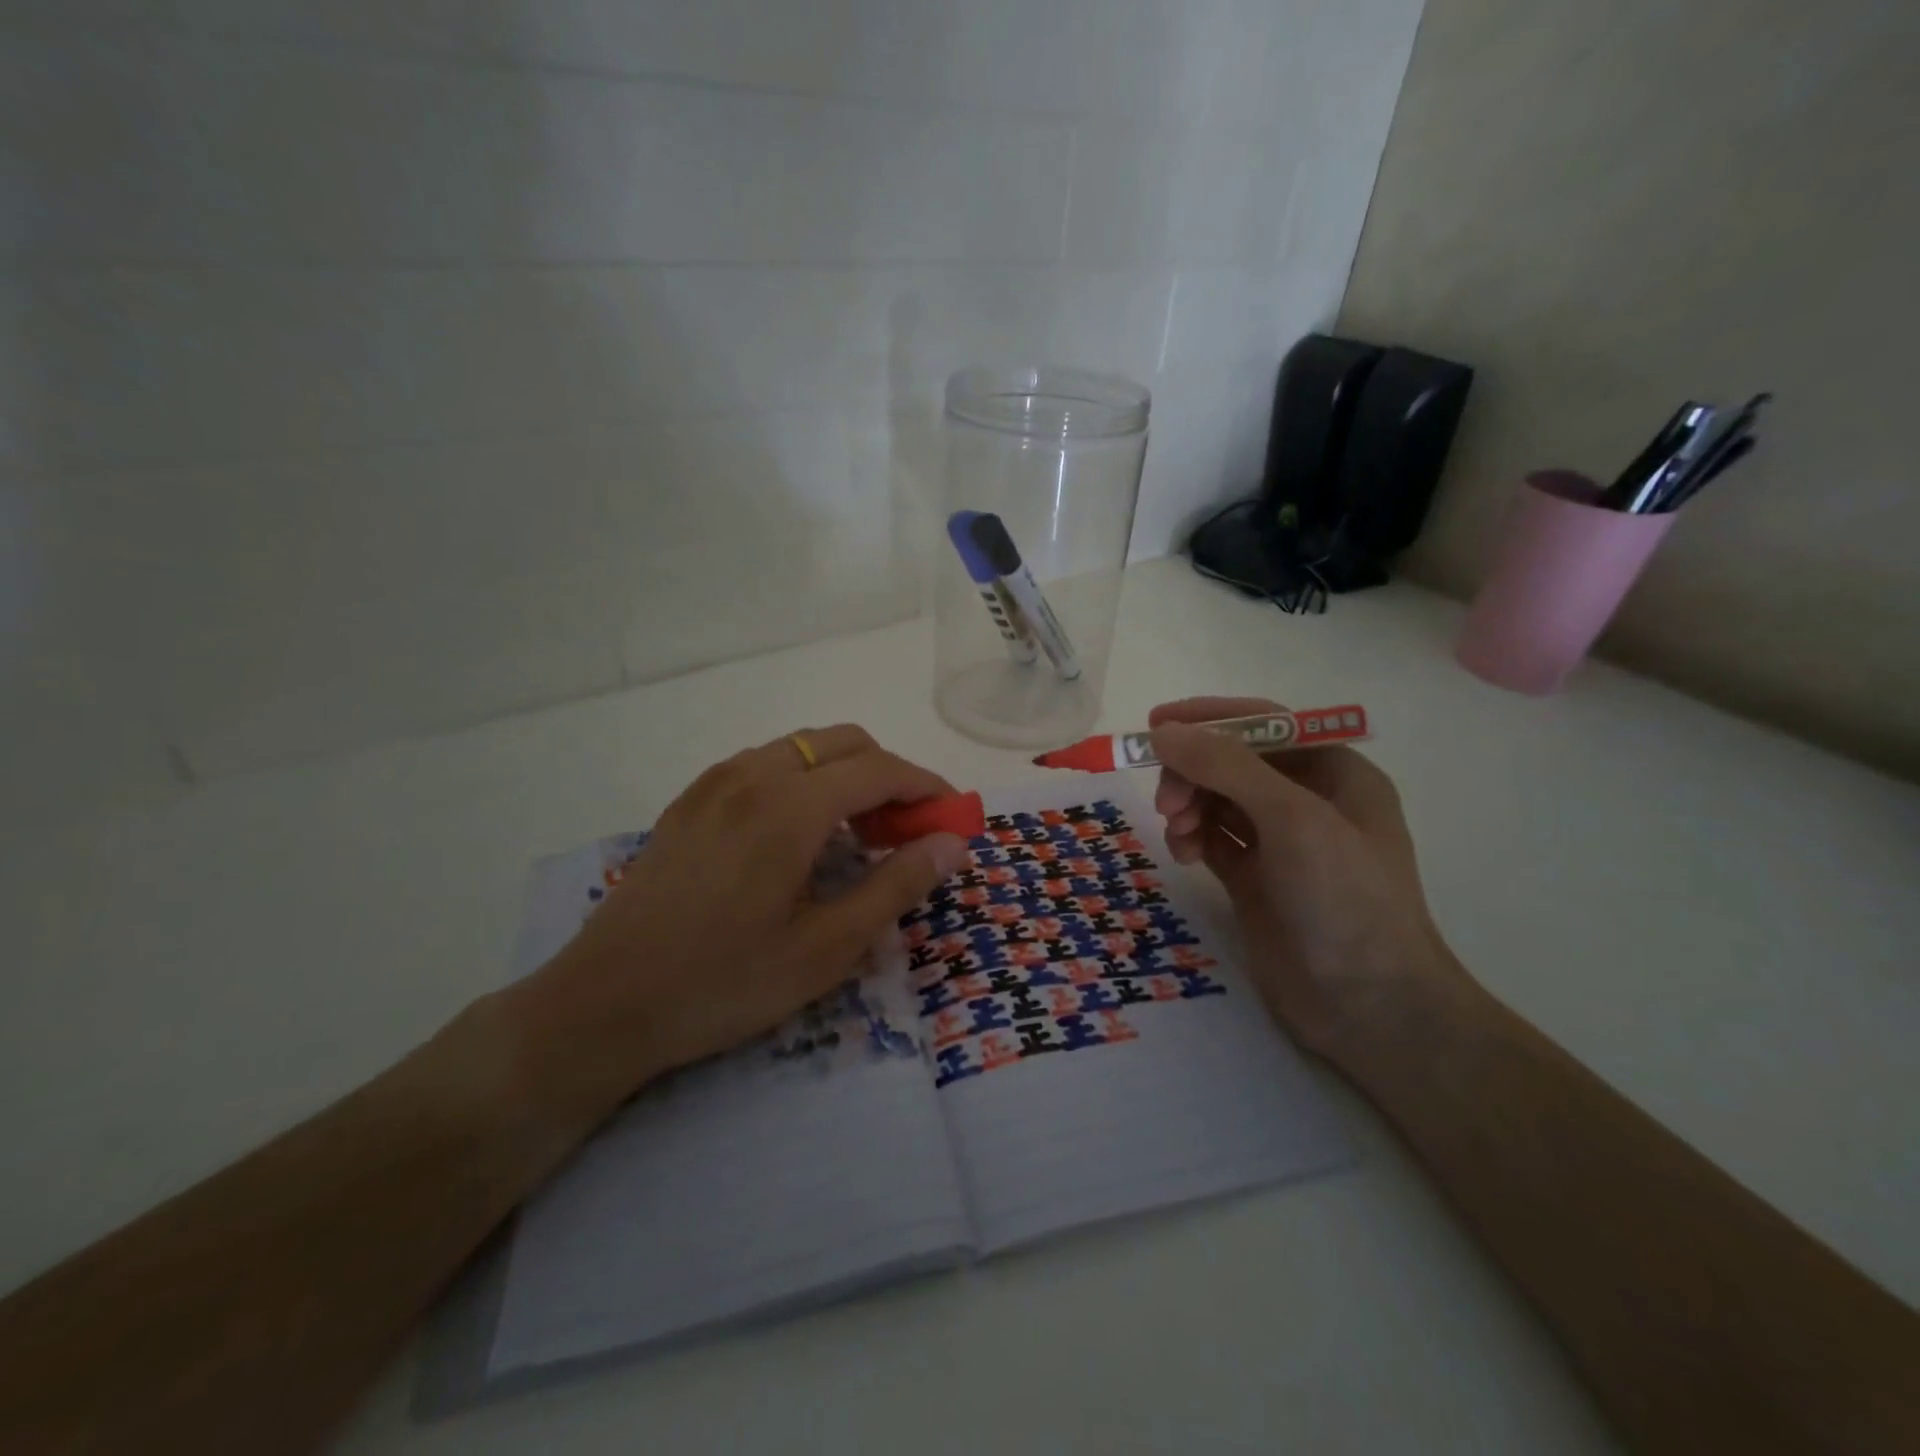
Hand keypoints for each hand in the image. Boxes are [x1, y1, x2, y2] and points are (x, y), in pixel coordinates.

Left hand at [503, 726, 971, 1128]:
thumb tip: (951, 843)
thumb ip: (895, 885)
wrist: (600, 1006)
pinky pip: (765, 766)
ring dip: (845, 776)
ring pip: (803, 748)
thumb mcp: (825, 949)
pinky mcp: (689, 801)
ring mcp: (714, 783)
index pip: (880, 769)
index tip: (953, 818)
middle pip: (844, 743)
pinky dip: (804, 782)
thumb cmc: (722, 984)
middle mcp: (751, 775)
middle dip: (889, 775)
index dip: (927, 787)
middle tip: (907, 831)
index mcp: (788, 806)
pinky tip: (800, 837)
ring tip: (857, 836)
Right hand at [1149, 697, 1465, 1062]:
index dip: (1211, 718)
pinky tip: (1185, 856)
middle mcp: (1309, 802)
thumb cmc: (1346, 901)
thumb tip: (1164, 731)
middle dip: (1194, 772)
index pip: (1266, 725)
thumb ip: (1227, 767)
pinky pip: (1213, 838)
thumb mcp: (1293, 820)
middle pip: (1233, 763)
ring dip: (1189, 805)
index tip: (1157, 725)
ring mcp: (1281, 843)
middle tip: (1166, 802)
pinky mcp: (1256, 879)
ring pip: (1217, 800)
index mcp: (1336, 774)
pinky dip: (1192, 837)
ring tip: (1177, 832)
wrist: (1370, 1008)